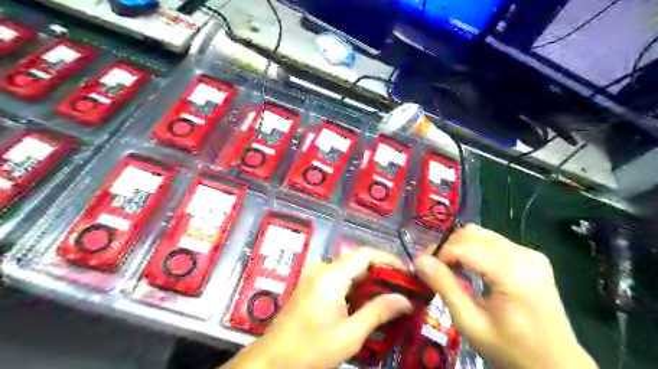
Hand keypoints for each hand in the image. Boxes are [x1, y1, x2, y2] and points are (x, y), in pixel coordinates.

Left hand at [224, 247, 411, 368]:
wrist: (272, 360)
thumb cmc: (311, 348)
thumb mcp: (350, 334)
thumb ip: (379, 312)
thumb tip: (406, 300)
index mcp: (331, 274)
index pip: (366, 254)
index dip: (389, 260)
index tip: (407, 273)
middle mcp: (322, 269)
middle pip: (357, 263)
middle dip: (381, 275)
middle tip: (403, 291)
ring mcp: (314, 277)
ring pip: (348, 273)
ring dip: (369, 284)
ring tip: (390, 299)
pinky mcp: (310, 287)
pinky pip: (338, 281)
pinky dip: (354, 290)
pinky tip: (366, 305)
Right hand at [418, 224, 599, 367]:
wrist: (557, 367)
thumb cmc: (511, 350)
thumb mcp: (470, 323)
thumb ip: (444, 287)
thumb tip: (419, 260)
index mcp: (511, 272)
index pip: (463, 247)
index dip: (438, 254)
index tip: (421, 267)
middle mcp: (523, 254)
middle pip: (472, 233)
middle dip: (447, 246)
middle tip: (432, 266)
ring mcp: (530, 254)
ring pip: (482, 234)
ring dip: (459, 246)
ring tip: (449, 268)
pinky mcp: (532, 258)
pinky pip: (494, 243)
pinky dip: (475, 250)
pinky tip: (470, 268)